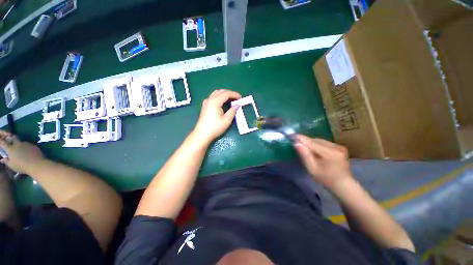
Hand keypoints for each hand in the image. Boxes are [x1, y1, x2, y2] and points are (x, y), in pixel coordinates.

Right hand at [0, 131, 45, 173]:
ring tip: (21, 150)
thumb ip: (6, 161)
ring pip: (21, 142)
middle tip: (11, 141)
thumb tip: (2, 159)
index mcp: (11, 149)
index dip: (1, 140)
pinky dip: (27, 147)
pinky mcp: (33, 145)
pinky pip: (28, 145)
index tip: (0, 138)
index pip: (3, 142)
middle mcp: (18, 144)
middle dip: (11, 138)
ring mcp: (26, 144)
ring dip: (20, 144)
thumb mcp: (12, 165)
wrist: (36, 164)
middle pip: (13, 137)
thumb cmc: (22, 166)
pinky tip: (29, 152)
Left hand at [193, 89, 240, 141]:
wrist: (202, 134)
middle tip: (237, 99)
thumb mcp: (226, 120)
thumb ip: (233, 111)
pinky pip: (213, 97)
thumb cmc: (215, 127)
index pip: (226, 93)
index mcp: (215, 101)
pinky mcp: (205, 106)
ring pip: (216, 93)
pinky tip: (223, 103)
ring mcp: (206, 102)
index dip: (234, 94)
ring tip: (231, 100)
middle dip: (230, 93)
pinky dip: (220, 97)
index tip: (240, 97)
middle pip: (221, 91)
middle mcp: (209, 99)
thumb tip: (237, 105)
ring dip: (224, 94)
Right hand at [294, 135, 351, 188]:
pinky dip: (317, 144)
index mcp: (329, 153)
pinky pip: (325, 142)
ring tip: (305, 146)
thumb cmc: (325, 178)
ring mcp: (339, 146)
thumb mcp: (312, 169)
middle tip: (297, 142)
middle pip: (316, 140)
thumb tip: (296, 143)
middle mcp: (336, 147)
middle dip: (306, 141)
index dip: (301, 138)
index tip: (292, 135)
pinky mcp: (340, 146)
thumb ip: (305, 155)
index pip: (312, 142)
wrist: (343, 183)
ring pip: (320, 140)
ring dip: (312, 142)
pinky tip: (315, 149)